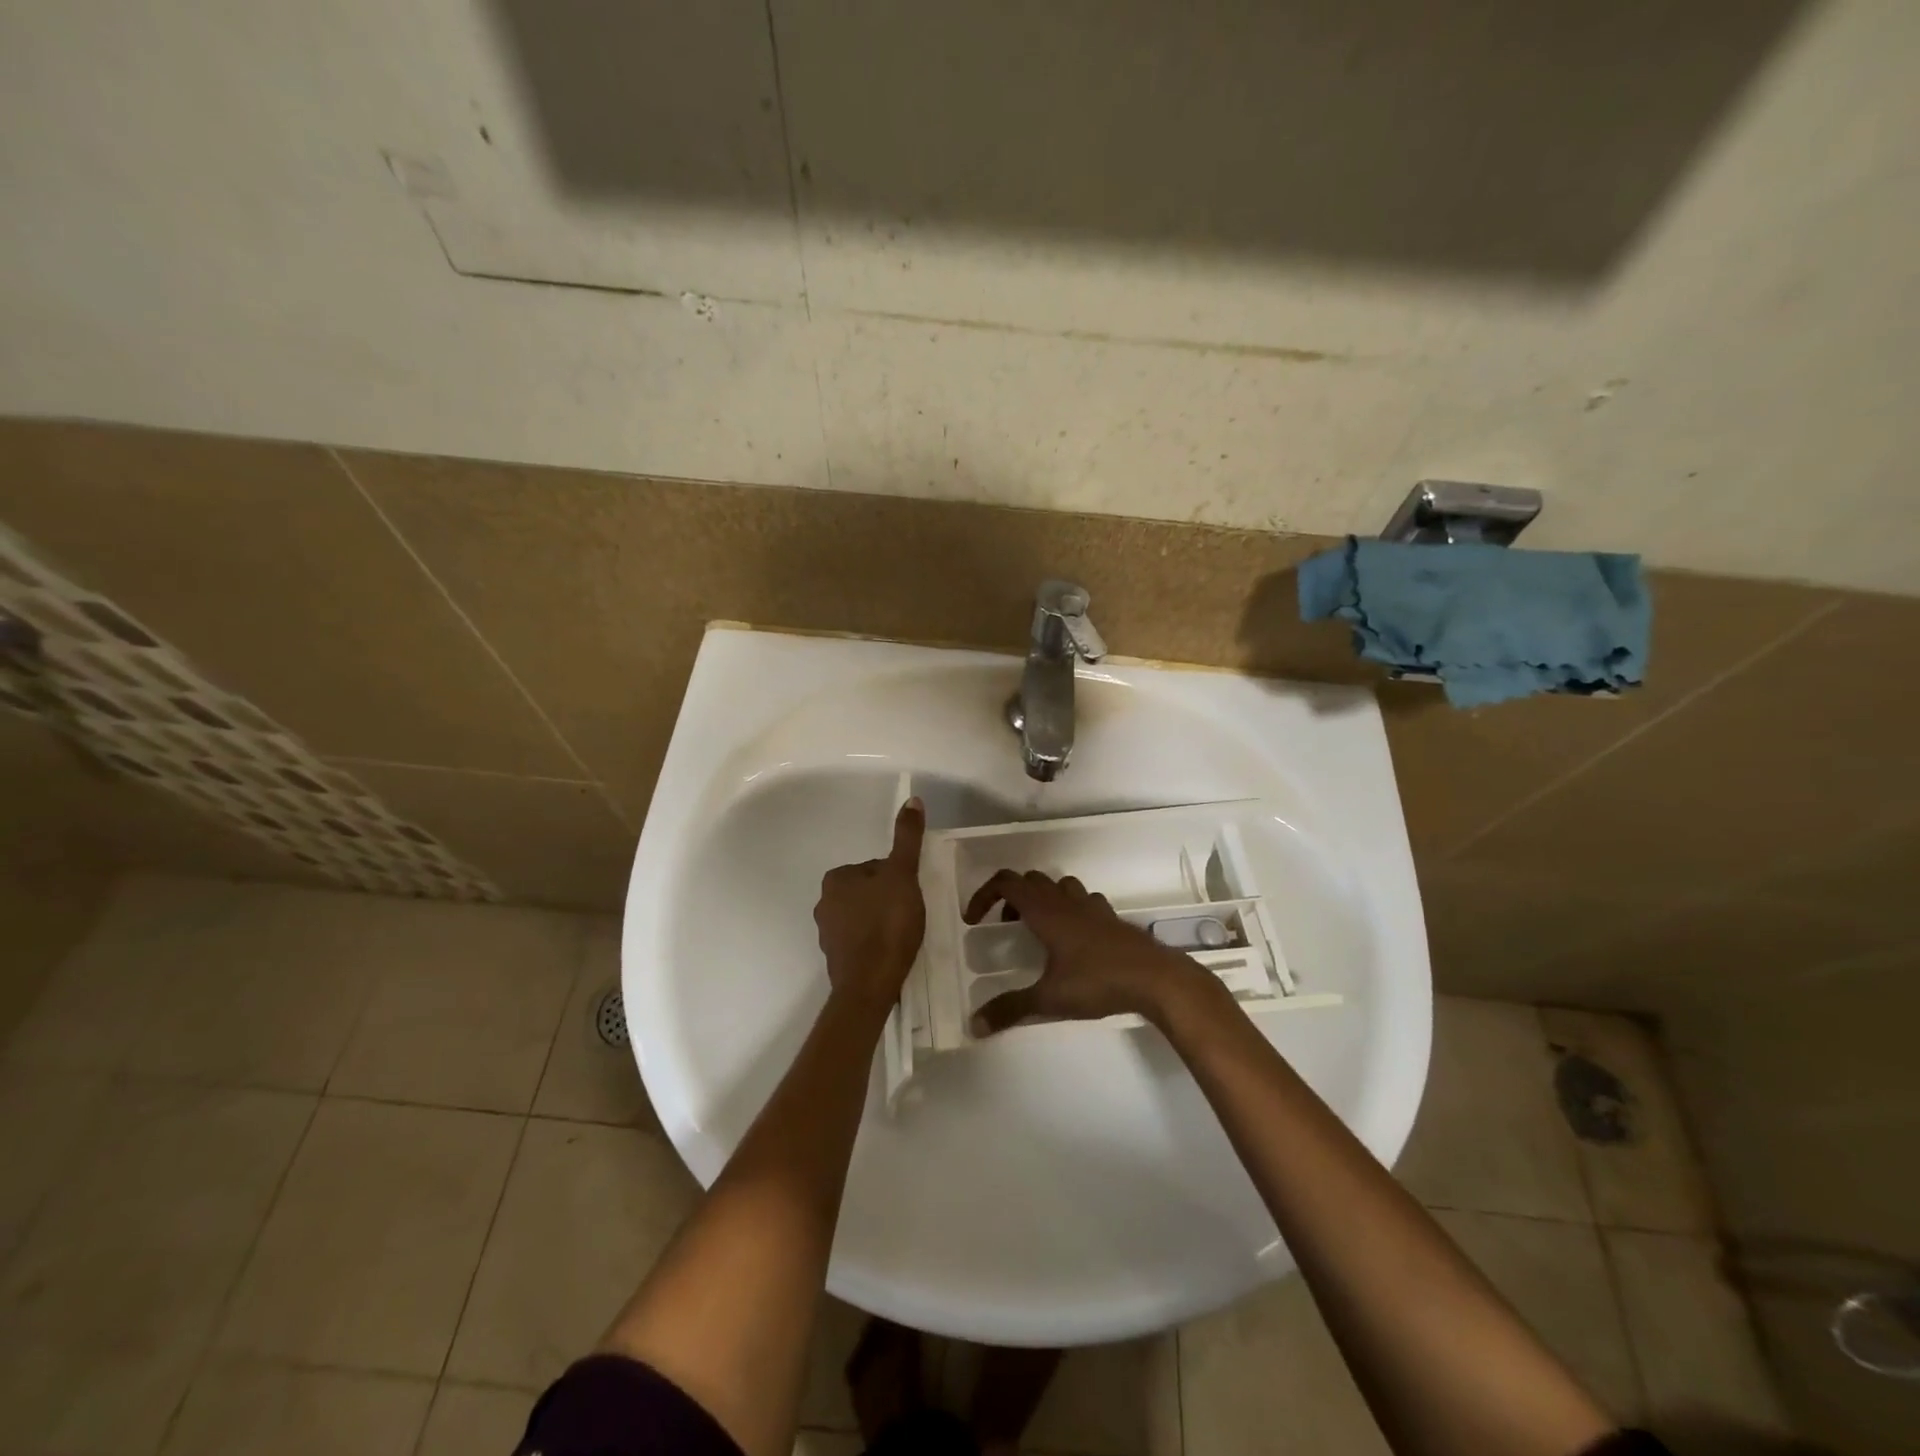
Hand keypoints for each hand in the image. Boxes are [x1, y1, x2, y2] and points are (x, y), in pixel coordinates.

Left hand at [814, 798, 927, 1008]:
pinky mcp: (836, 958)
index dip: (898, 878)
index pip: (875, 867)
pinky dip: (875, 942)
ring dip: (882, 921)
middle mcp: (823, 902)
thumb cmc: (887, 924)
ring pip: (864, 916)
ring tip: (904, 935)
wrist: (870, 984)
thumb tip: (911, 799)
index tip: (910, 894)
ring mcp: (827, 933)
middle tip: (910, 915)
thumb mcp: (902, 875)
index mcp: (835, 878)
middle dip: (888, 899)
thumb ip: (906, 838)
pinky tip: (891, 951)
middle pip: (869, 891)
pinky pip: (861, 940)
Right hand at [961, 870, 1215, 1033]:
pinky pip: (1083, 901)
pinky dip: (1069, 909)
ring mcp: (1091, 906)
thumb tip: (975, 1024)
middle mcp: (1065, 900)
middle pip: (1030, 880)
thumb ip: (1010, 1009)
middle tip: (1004, 926)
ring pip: (1059, 885)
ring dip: (1041, 898)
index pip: (1006, 883)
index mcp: (1044, 910)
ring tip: (1037, 929)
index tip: (974, 920)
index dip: (984, 895)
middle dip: (1011, 897)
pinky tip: (1073, 938)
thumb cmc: (1097, 981)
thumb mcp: (1048, 999)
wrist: (1155, 978)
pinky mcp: (1111, 917)